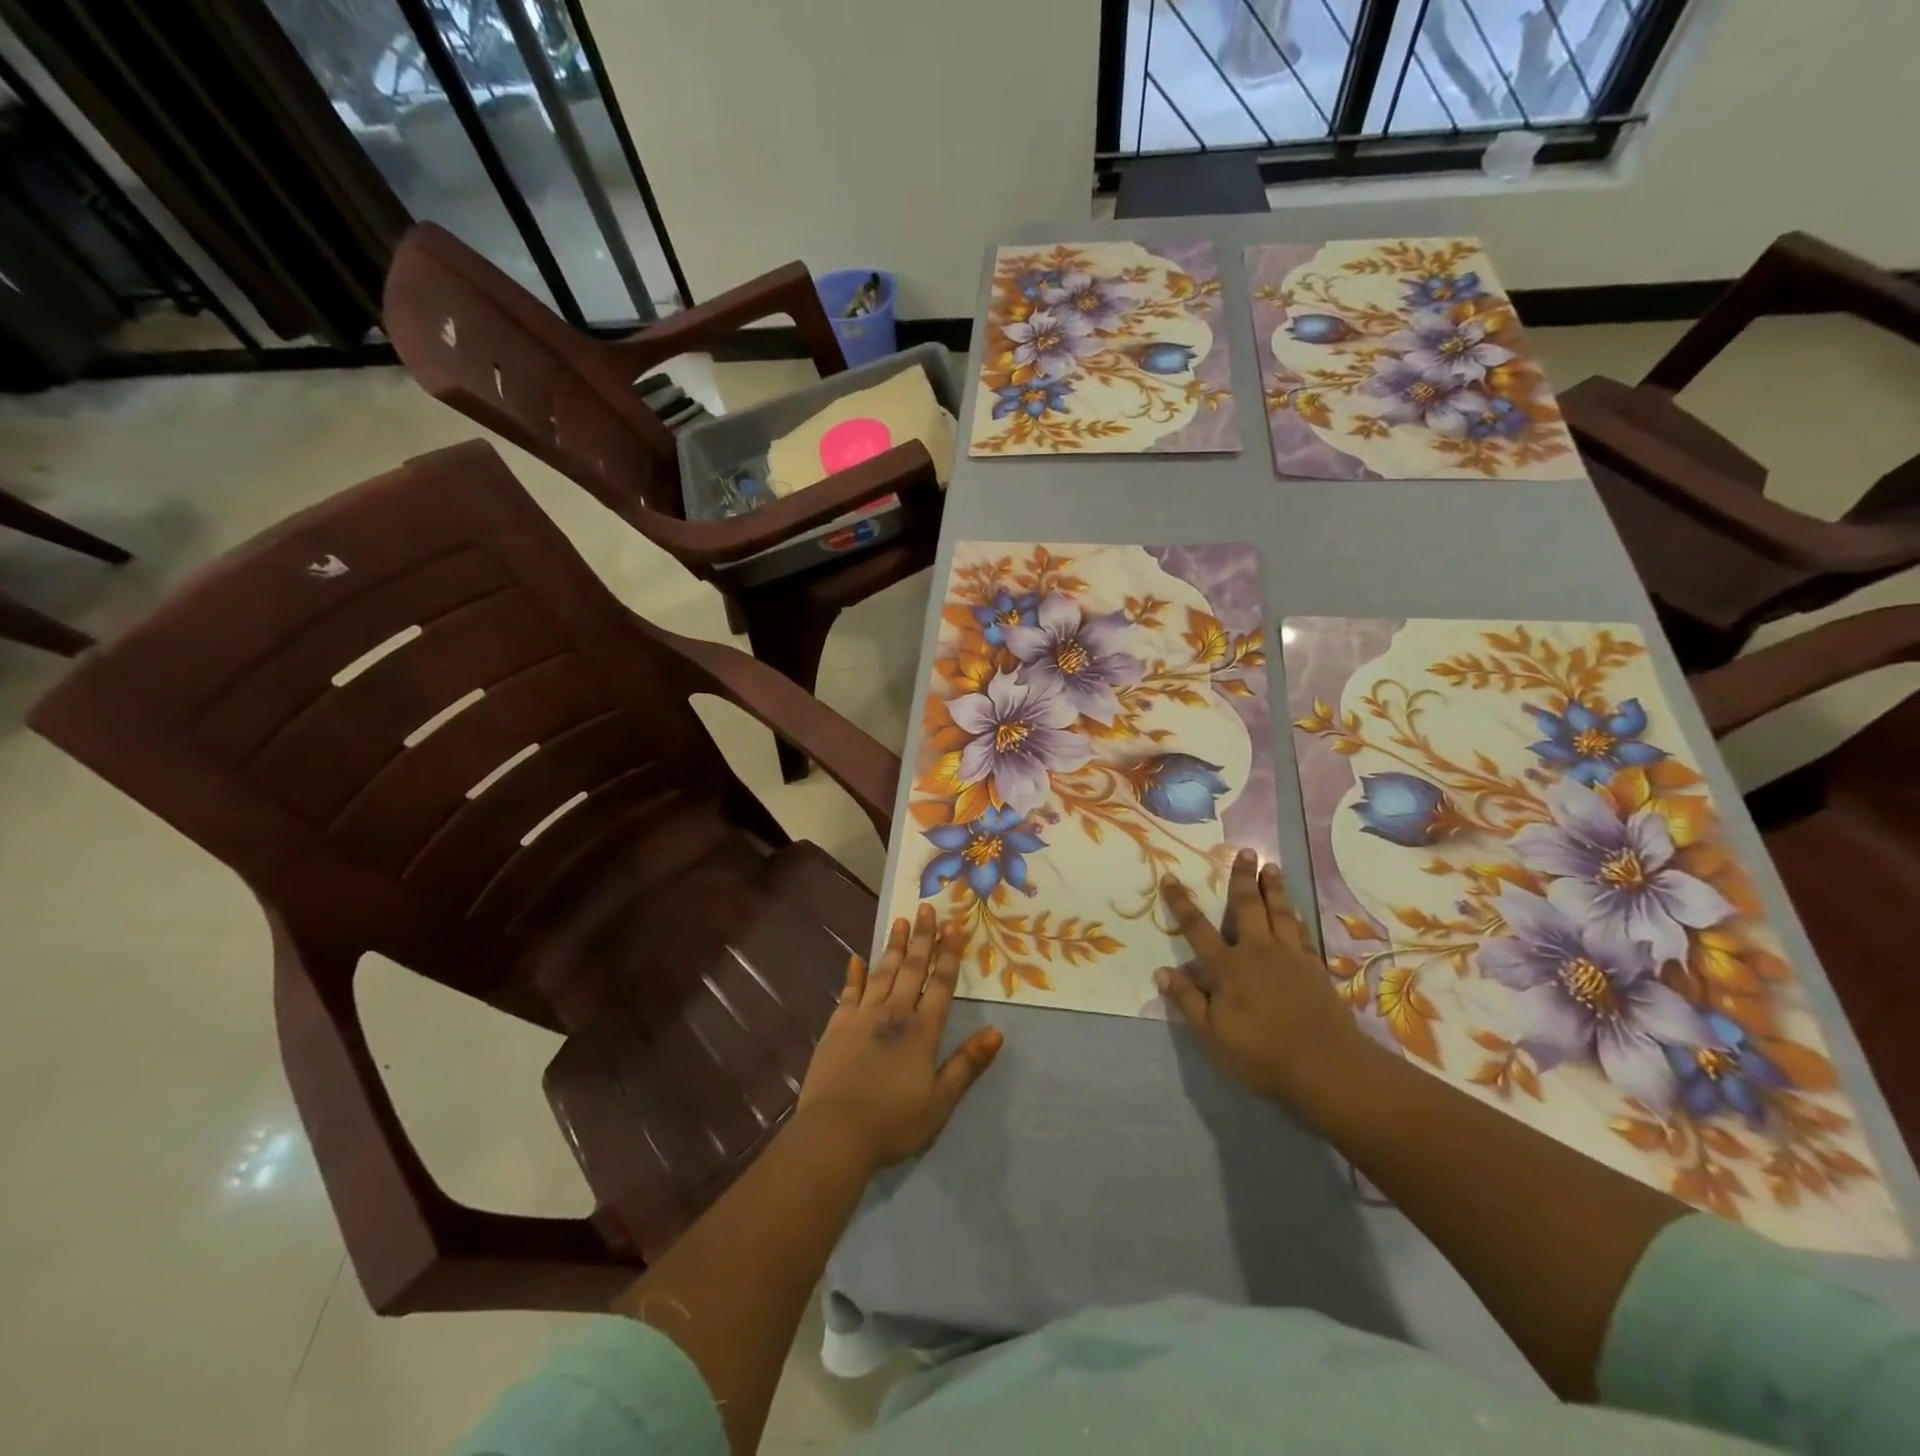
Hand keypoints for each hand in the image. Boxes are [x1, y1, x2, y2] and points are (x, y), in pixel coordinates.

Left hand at [797, 904, 1003, 1171]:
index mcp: (922, 1031)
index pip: (940, 984)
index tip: (954, 925)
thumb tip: (997, 1031)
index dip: (948, 954)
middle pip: (911, 969)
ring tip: (900, 921)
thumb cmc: (893, 1122)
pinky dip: (854, 974)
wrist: (835, 1133)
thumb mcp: (940, 1101)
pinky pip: (849, 992)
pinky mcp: (837, 1026)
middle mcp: (894, 1014)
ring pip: (882, 972)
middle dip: (922, 938)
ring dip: (893, 946)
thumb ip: (967, 1064)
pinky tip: (856, 958)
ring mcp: (862, 1016)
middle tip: (926, 908)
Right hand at [1156, 850, 1378, 1115]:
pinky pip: (1302, 932)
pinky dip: (1296, 916)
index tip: (1169, 877)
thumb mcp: (1212, 1035)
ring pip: (1279, 912)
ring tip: (1271, 866)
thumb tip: (1162, 972)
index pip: (1197, 928)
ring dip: (1274, 887)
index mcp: (1227, 967)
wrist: (1326, 1065)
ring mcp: (1290, 956)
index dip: (1181, 903)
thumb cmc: (1261, 1053)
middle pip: (1247, 906)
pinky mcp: (1314, 967)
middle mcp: (1257, 951)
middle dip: (1243, 877)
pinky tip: (1296, 909)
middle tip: (1246, 851)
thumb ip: (1187, 1001)